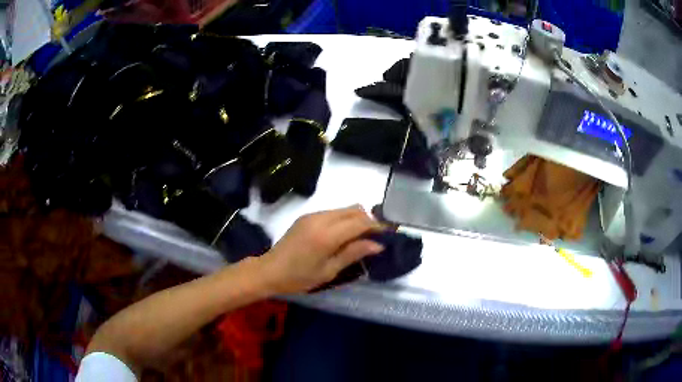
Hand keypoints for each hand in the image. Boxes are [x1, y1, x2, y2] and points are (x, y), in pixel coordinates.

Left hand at [258, 205, 384, 293]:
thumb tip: (377, 245)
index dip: (377, 226)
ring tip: (361, 237)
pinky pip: (333, 213)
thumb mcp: (329, 271)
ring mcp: (312, 215)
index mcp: (327, 235)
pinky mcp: (307, 216)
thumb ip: (353, 253)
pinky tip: (343, 236)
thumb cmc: (299, 277)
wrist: (269, 270)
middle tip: (376, 237)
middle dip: (369, 220)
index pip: (360, 222)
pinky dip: (344, 220)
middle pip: (354, 210)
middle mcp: (321, 219)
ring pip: (344, 209)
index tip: (388, 234)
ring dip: (356, 219)